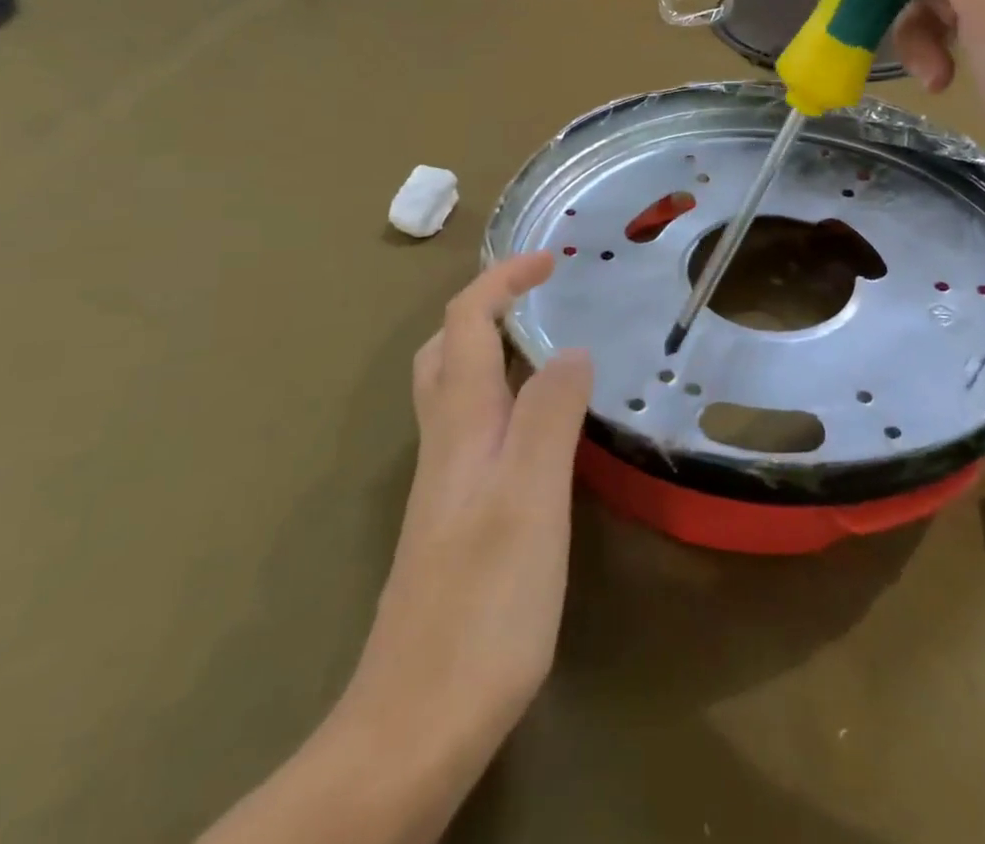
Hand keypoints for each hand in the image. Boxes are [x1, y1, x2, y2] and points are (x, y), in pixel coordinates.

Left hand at [334, 255, 591, 832]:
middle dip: (488, 304)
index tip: (551, 260)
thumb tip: (570, 350)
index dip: (503, 280)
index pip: (466, 323)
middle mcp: (445, 443)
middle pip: (447, 349)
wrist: (415, 725)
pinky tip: (539, 429)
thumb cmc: (483, 606)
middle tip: (540, 296)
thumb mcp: (531, 501)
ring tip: (546, 345)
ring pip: (456, 389)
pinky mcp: (454, 521)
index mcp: (461, 425)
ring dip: (491, 348)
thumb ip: (550, 417)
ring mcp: (445, 485)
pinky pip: (475, 429)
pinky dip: (503, 398)